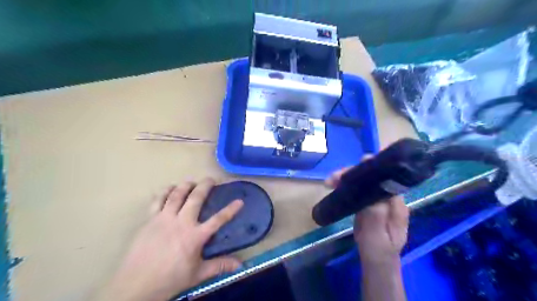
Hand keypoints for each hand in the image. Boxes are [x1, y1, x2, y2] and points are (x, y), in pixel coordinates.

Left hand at [100, 178, 243, 299]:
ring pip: (176, 195)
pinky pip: (157, 200)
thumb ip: (219, 266)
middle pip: (196, 199)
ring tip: (191, 181)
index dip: (230, 210)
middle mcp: (182, 223)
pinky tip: (169, 188)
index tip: (240, 201)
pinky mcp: (150, 220)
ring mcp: (164, 219)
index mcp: (195, 236)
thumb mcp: (197, 275)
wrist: (136, 285)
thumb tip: (239, 265)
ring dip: (185, 185)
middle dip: (205, 186)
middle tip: (210, 179)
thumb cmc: (170, 279)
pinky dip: (164, 191)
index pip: (218, 220)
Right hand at [325, 162, 408, 263]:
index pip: (386, 179)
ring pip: (364, 181)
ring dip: (347, 177)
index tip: (355, 166)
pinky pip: (359, 189)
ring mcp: (379, 200)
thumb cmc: (378, 253)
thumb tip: (370, 192)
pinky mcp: (369, 203)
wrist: (377, 263)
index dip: (372, 169)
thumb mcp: (377, 239)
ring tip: (330, 181)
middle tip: (334, 178)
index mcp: (396, 205)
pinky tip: (335, 185)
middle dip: (354, 173)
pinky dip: (346, 185)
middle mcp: (389, 199)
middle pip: (373, 177)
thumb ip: (375, 217)